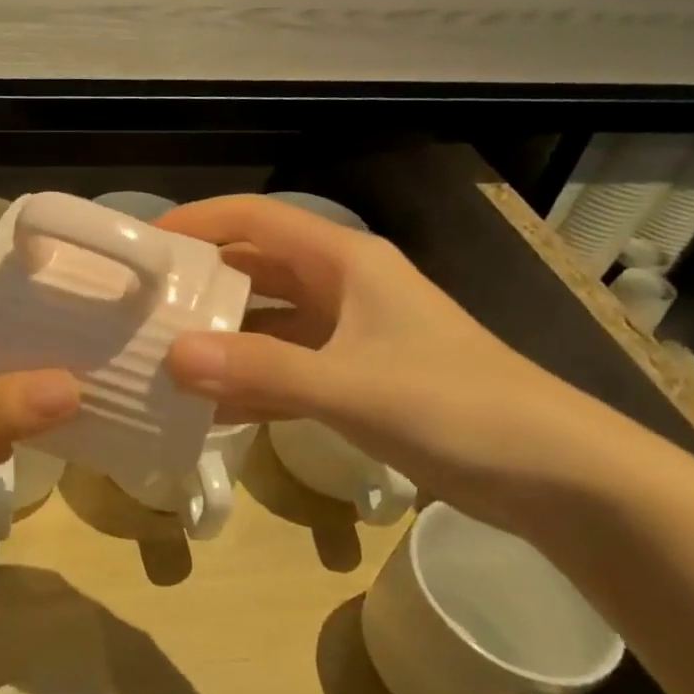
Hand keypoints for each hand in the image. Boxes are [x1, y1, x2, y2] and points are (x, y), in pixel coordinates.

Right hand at [157, 195, 656, 532]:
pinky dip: (247, 381)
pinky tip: (206, 407)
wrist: (555, 474)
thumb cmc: (457, 406)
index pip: (255, 219)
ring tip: (158, 353)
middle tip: (139, 304)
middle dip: (198, 282)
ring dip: (218, 336)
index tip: (143, 245)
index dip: (198, 221)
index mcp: (344, 261)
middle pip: (254, 268)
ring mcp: (347, 334)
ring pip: (265, 321)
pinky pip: (283, 368)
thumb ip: (260, 369)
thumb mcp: (351, 384)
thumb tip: (171, 356)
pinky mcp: (353, 377)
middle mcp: (340, 286)